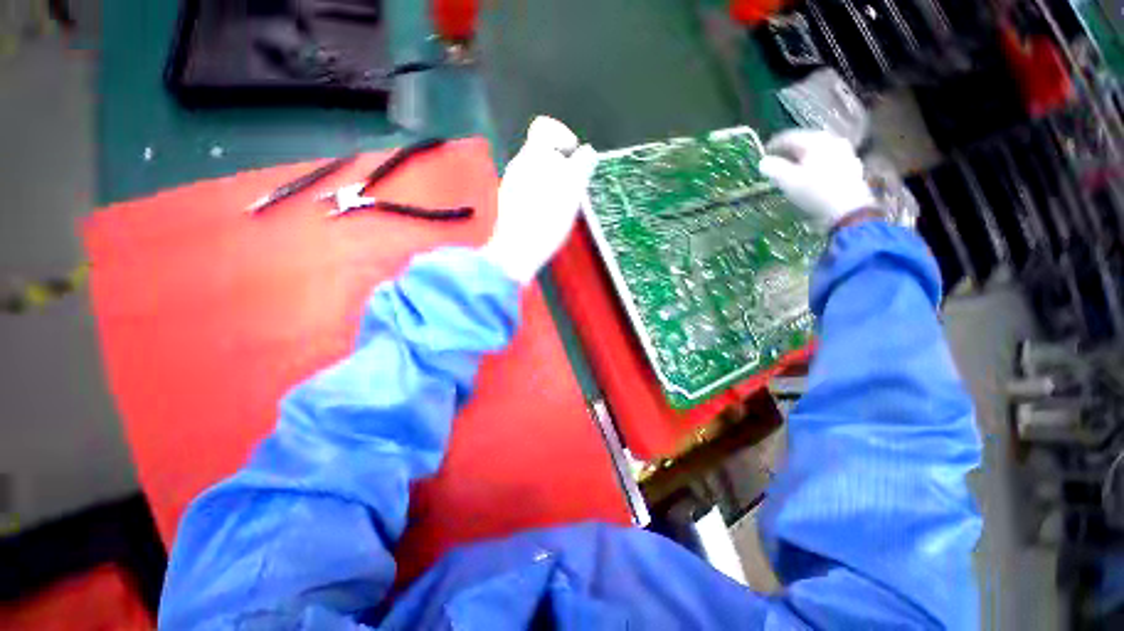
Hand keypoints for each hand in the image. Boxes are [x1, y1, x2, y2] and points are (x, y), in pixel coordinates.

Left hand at [481, 116, 597, 284]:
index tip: (573, 153)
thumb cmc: (546, 219)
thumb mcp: (571, 191)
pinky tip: (549, 215)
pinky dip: (542, 196)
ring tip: (564, 203)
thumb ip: (581, 167)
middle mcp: (518, 166)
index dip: (562, 134)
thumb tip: (587, 151)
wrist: (516, 251)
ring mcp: (511, 186)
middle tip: (573, 184)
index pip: (543, 128)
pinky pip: (529, 191)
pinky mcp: (510, 205)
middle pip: (541, 153)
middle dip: (560, 164)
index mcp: (532, 156)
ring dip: (553, 182)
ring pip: (536, 173)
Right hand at [758, 129, 876, 228]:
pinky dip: (814, 166)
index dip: (773, 145)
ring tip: (790, 172)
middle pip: (805, 143)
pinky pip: (826, 161)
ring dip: (801, 160)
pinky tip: (808, 178)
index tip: (762, 155)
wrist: (848, 210)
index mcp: (816, 140)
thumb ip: (773, 168)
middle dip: (788, 153)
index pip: (789, 137)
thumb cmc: (815, 192)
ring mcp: (844, 153)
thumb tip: (763, 162)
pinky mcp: (850, 167)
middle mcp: (832, 141)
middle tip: (775, 163)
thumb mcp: (788, 181)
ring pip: (816, 153)